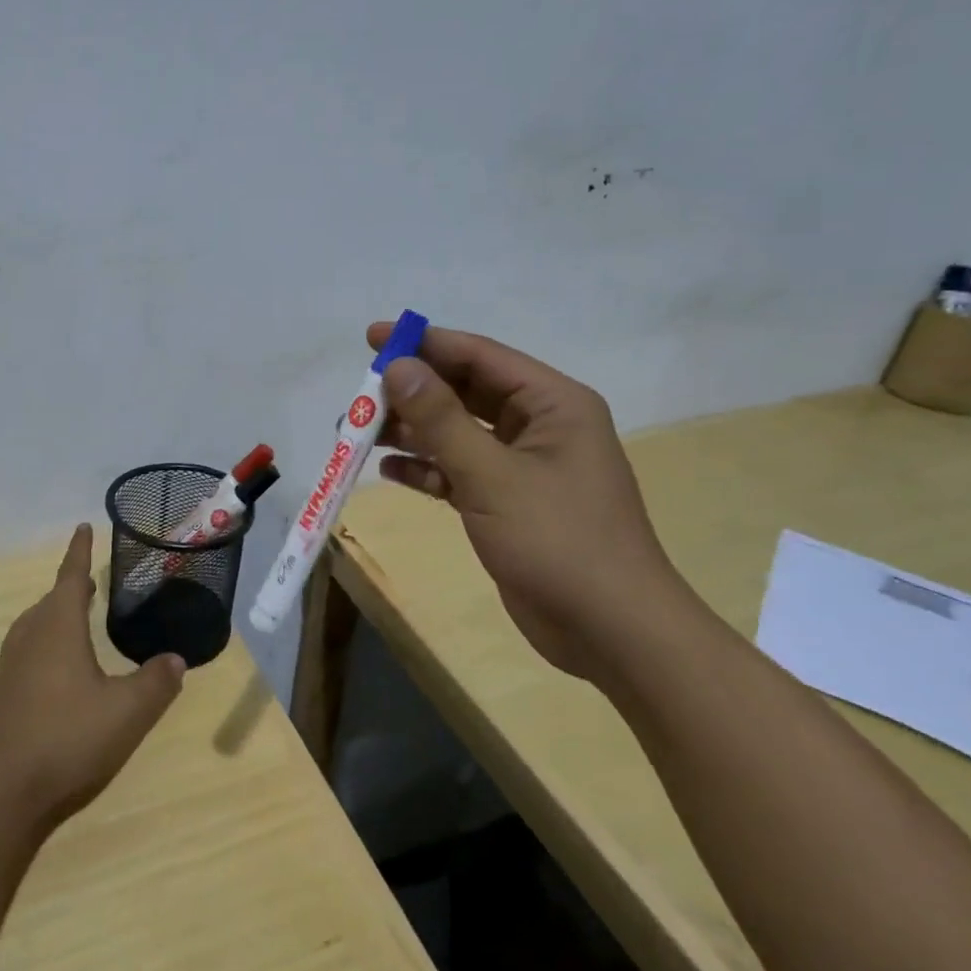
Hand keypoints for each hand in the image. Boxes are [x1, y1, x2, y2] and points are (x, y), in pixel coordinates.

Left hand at [0, 524, 185, 830]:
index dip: (80, 552)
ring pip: (35, 627)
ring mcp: (10, 667)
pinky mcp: (1, 696)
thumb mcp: (127, 712)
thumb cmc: (67, 738)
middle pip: (50, 601)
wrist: (0, 792)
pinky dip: (44, 645)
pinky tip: (57, 672)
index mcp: (58, 628)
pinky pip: (26, 653)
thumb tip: (175, 660)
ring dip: (55, 616)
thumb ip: (155, 683)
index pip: (72, 576)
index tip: (82, 527)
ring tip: (75, 621)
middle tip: (91, 583)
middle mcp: (30, 638)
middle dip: (71, 587)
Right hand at [366, 320, 685, 681]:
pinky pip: (458, 471)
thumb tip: (397, 366)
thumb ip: (440, 419)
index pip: (479, 356)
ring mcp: (523, 465)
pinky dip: (426, 469)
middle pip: (463, 392)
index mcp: (552, 403)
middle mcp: (539, 425)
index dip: (424, 344)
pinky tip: (389, 472)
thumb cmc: (558, 540)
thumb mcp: (491, 475)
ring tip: (359, 434)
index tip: (372, 338)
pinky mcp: (508, 502)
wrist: (610, 632)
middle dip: (412, 393)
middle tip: (359, 396)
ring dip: (411, 432)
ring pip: (456, 433)